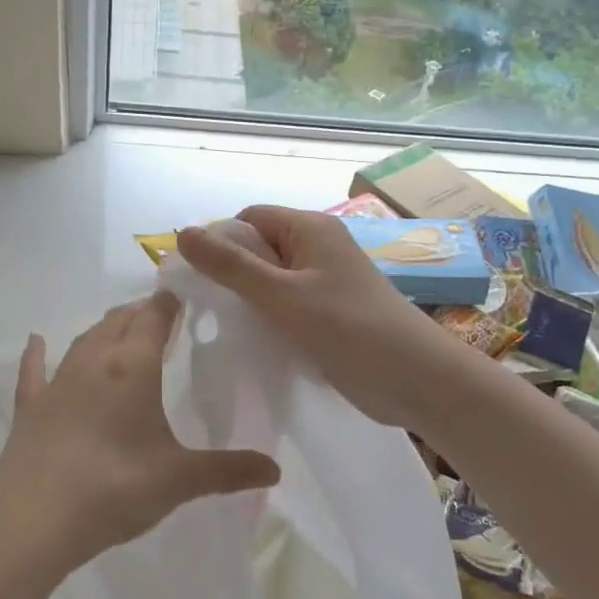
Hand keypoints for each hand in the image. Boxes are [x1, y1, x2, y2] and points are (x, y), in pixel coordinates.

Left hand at [0, 293, 280, 574]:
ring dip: (104, 329)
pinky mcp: (30, 407)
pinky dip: (37, 354)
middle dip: (140, 312)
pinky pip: (34, 370)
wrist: (35, 521)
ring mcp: (57, 382)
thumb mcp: (179, 480)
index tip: (181, 293)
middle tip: (159, 315)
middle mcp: (94, 362)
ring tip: (119, 328)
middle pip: (119, 321)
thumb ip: (228, 471)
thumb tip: (275, 470)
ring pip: (84, 340)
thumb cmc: (115, 489)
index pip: (153, 317)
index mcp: (132, 367)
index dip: (168, 302)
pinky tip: (36, 341)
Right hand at [175, 206, 463, 428]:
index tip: (196, 278)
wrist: (415, 379)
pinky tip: (251, 340)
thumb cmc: (349, 328)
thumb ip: (232, 266)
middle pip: (259, 248)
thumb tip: (183, 232)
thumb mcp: (283, 295)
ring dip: (248, 299)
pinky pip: (287, 305)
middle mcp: (317, 248)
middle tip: (204, 307)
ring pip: (271, 281)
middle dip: (231, 273)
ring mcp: (325, 282)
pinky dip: (268, 318)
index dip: (220, 241)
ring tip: (222, 325)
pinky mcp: (329, 313)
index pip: (249, 219)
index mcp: (310, 229)